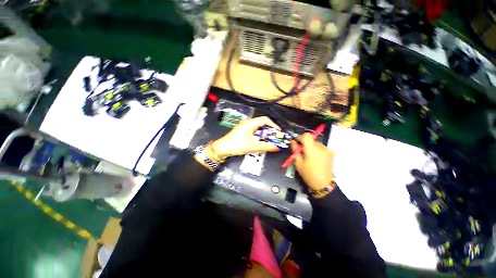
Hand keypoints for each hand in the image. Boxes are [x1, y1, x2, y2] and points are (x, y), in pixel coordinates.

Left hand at [211, 116, 280, 158]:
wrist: (222, 148)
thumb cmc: (237, 145)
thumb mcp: (252, 146)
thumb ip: (265, 146)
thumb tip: (276, 147)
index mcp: (250, 123)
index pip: (265, 120)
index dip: (273, 125)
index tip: (279, 132)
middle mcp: (248, 122)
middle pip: (262, 123)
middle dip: (270, 129)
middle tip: (275, 137)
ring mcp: (244, 126)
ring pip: (258, 127)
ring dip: (264, 132)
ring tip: (270, 139)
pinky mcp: (242, 130)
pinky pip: (254, 130)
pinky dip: (259, 134)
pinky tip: (261, 140)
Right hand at [291, 133, 334, 190]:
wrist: (323, 184)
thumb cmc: (308, 174)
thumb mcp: (298, 162)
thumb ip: (295, 150)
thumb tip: (293, 141)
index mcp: (312, 149)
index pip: (307, 135)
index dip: (300, 137)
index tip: (297, 142)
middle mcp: (321, 147)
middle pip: (311, 139)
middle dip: (305, 143)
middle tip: (301, 151)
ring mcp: (327, 150)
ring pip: (316, 143)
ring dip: (311, 147)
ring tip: (309, 156)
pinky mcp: (331, 153)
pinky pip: (321, 147)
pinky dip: (317, 150)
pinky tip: (315, 158)